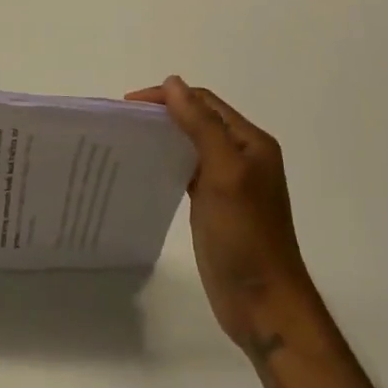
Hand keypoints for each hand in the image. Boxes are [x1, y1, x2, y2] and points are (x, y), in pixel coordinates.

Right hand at [127, 76, 311, 355]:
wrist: (264, 304)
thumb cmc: (246, 235)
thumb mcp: (224, 173)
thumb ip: (200, 125)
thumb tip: (173, 83)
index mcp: (250, 142)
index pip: (204, 102)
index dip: (168, 97)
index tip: (128, 106)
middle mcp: (242, 156)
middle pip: (197, 120)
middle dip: (162, 114)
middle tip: (123, 122)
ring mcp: (229, 182)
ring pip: (190, 144)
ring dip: (163, 136)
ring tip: (127, 141)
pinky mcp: (214, 205)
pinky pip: (187, 170)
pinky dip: (166, 161)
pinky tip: (144, 168)